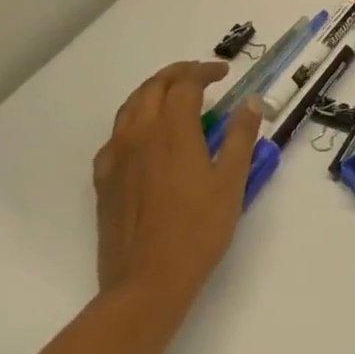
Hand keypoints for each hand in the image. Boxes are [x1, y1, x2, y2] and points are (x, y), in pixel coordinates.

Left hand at [93, 61, 263, 324]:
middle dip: (177, 74)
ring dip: (152, 92)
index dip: (204, 72)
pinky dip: (133, 123)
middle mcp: (139, 136)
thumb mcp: (231, 181)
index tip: (224, 74)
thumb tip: (251, 101)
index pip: (184, 84)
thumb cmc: (198, 229)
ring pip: (129, 108)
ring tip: (173, 97)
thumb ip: (240, 136)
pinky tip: (144, 138)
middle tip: (200, 76)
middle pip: (152, 88)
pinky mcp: (104, 182)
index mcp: (172, 132)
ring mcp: (116, 159)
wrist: (147, 282)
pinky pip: (115, 137)